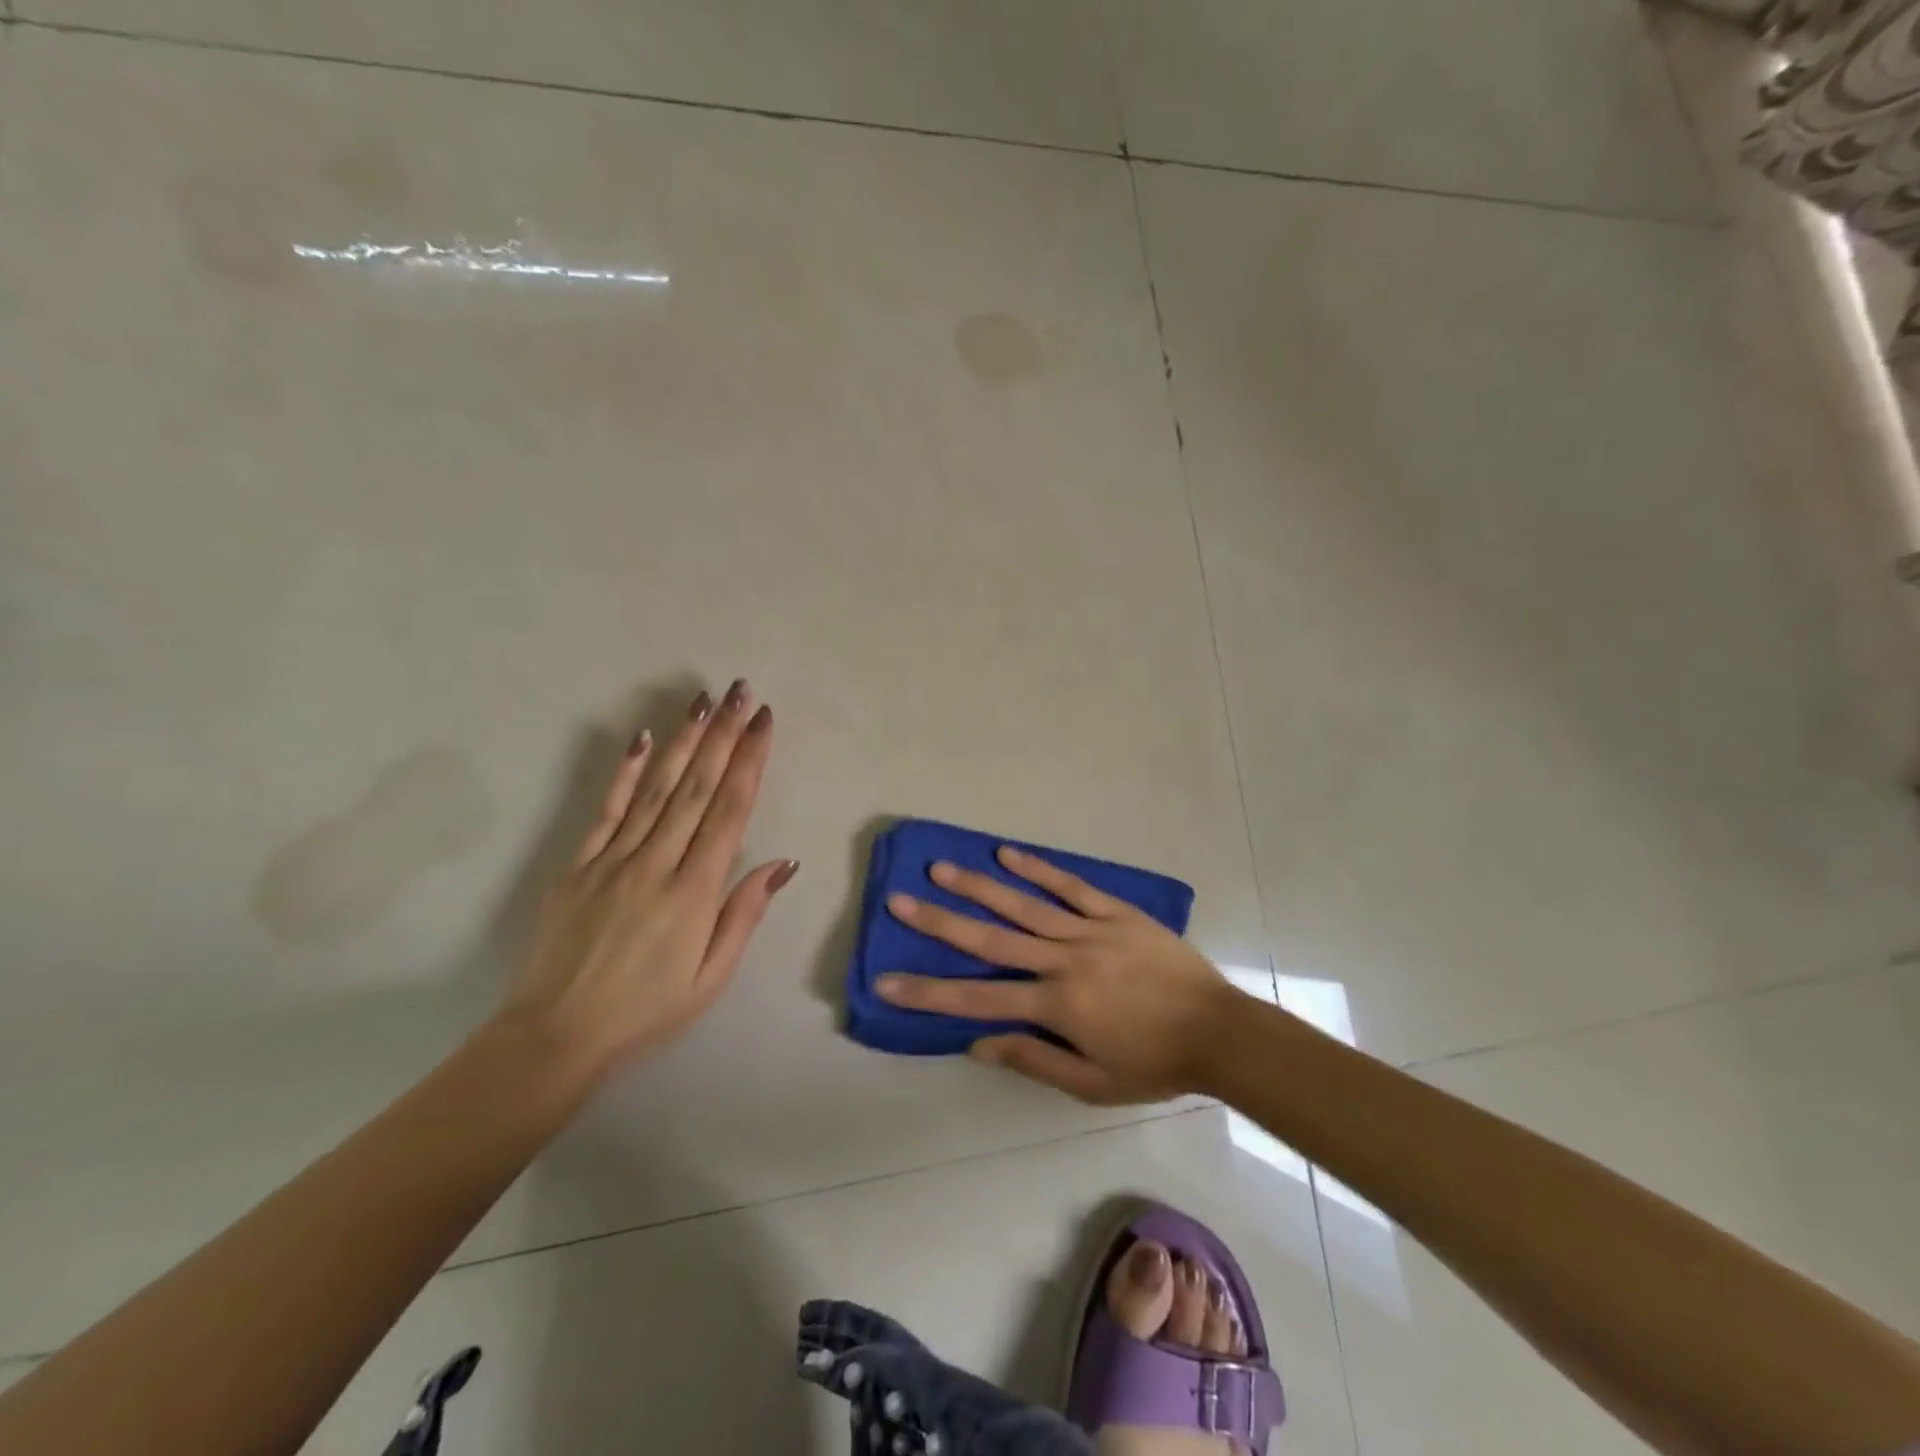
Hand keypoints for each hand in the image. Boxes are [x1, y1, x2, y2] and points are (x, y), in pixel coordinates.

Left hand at [500, 680, 796, 1083]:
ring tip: (705, 702)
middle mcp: (656, 865)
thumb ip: (744, 914)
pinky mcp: (578, 866)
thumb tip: (781, 862)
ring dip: (684, 741)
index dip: (749, 762)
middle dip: (724, 735)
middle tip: (743, 693)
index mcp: (694, 893)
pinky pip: (607, 811)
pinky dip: (626, 772)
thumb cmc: (647, 1013)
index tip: (764, 723)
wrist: (554, 1037)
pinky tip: (643, 739)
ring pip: (655, 789)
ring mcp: (612, 861)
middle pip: (696, 788)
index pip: (729, 812)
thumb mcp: (711, 977)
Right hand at [875, 847, 1248, 1103]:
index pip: (978, 1000)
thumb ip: (1034, 1060)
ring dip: (979, 886)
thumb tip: (978, 1042)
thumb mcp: (1092, 1084)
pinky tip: (1007, 852)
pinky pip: (1071, 886)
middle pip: (991, 940)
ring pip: (1024, 905)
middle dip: (940, 923)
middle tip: (899, 901)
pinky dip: (1038, 869)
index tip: (886, 981)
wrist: (1218, 1032)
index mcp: (1056, 1006)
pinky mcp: (1115, 912)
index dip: (928, 993)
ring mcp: (1090, 930)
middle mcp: (1064, 961)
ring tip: (941, 868)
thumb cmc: (1153, 1065)